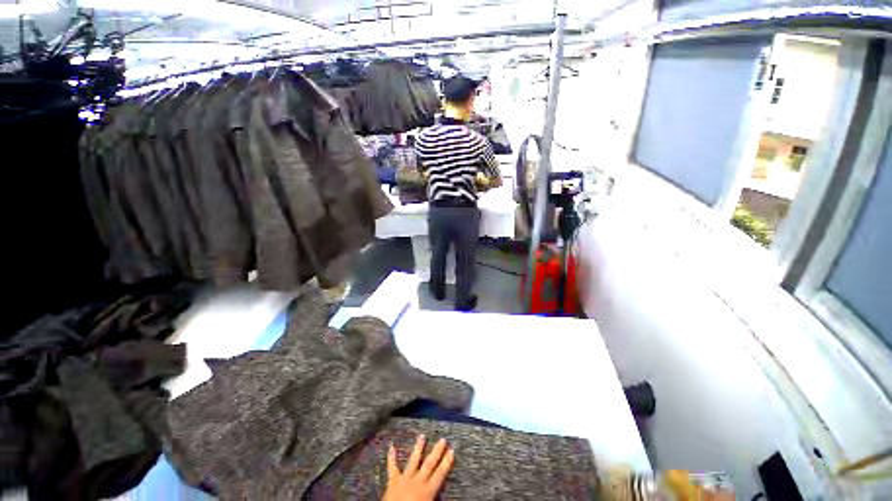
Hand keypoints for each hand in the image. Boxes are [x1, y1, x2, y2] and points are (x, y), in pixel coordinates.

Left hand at [383, 435, 453, 500]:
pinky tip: (391, 446)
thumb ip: (436, 498)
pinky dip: (391, 457)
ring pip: (413, 460)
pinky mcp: (393, 481)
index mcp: (427, 490)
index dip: (446, 462)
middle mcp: (418, 481)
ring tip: (422, 436)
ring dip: (418, 448)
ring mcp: (405, 479)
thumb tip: (445, 494)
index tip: (451, 450)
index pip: (440, 474)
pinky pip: (392, 467)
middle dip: (437, 451)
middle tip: (442, 439)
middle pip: (429, 464)